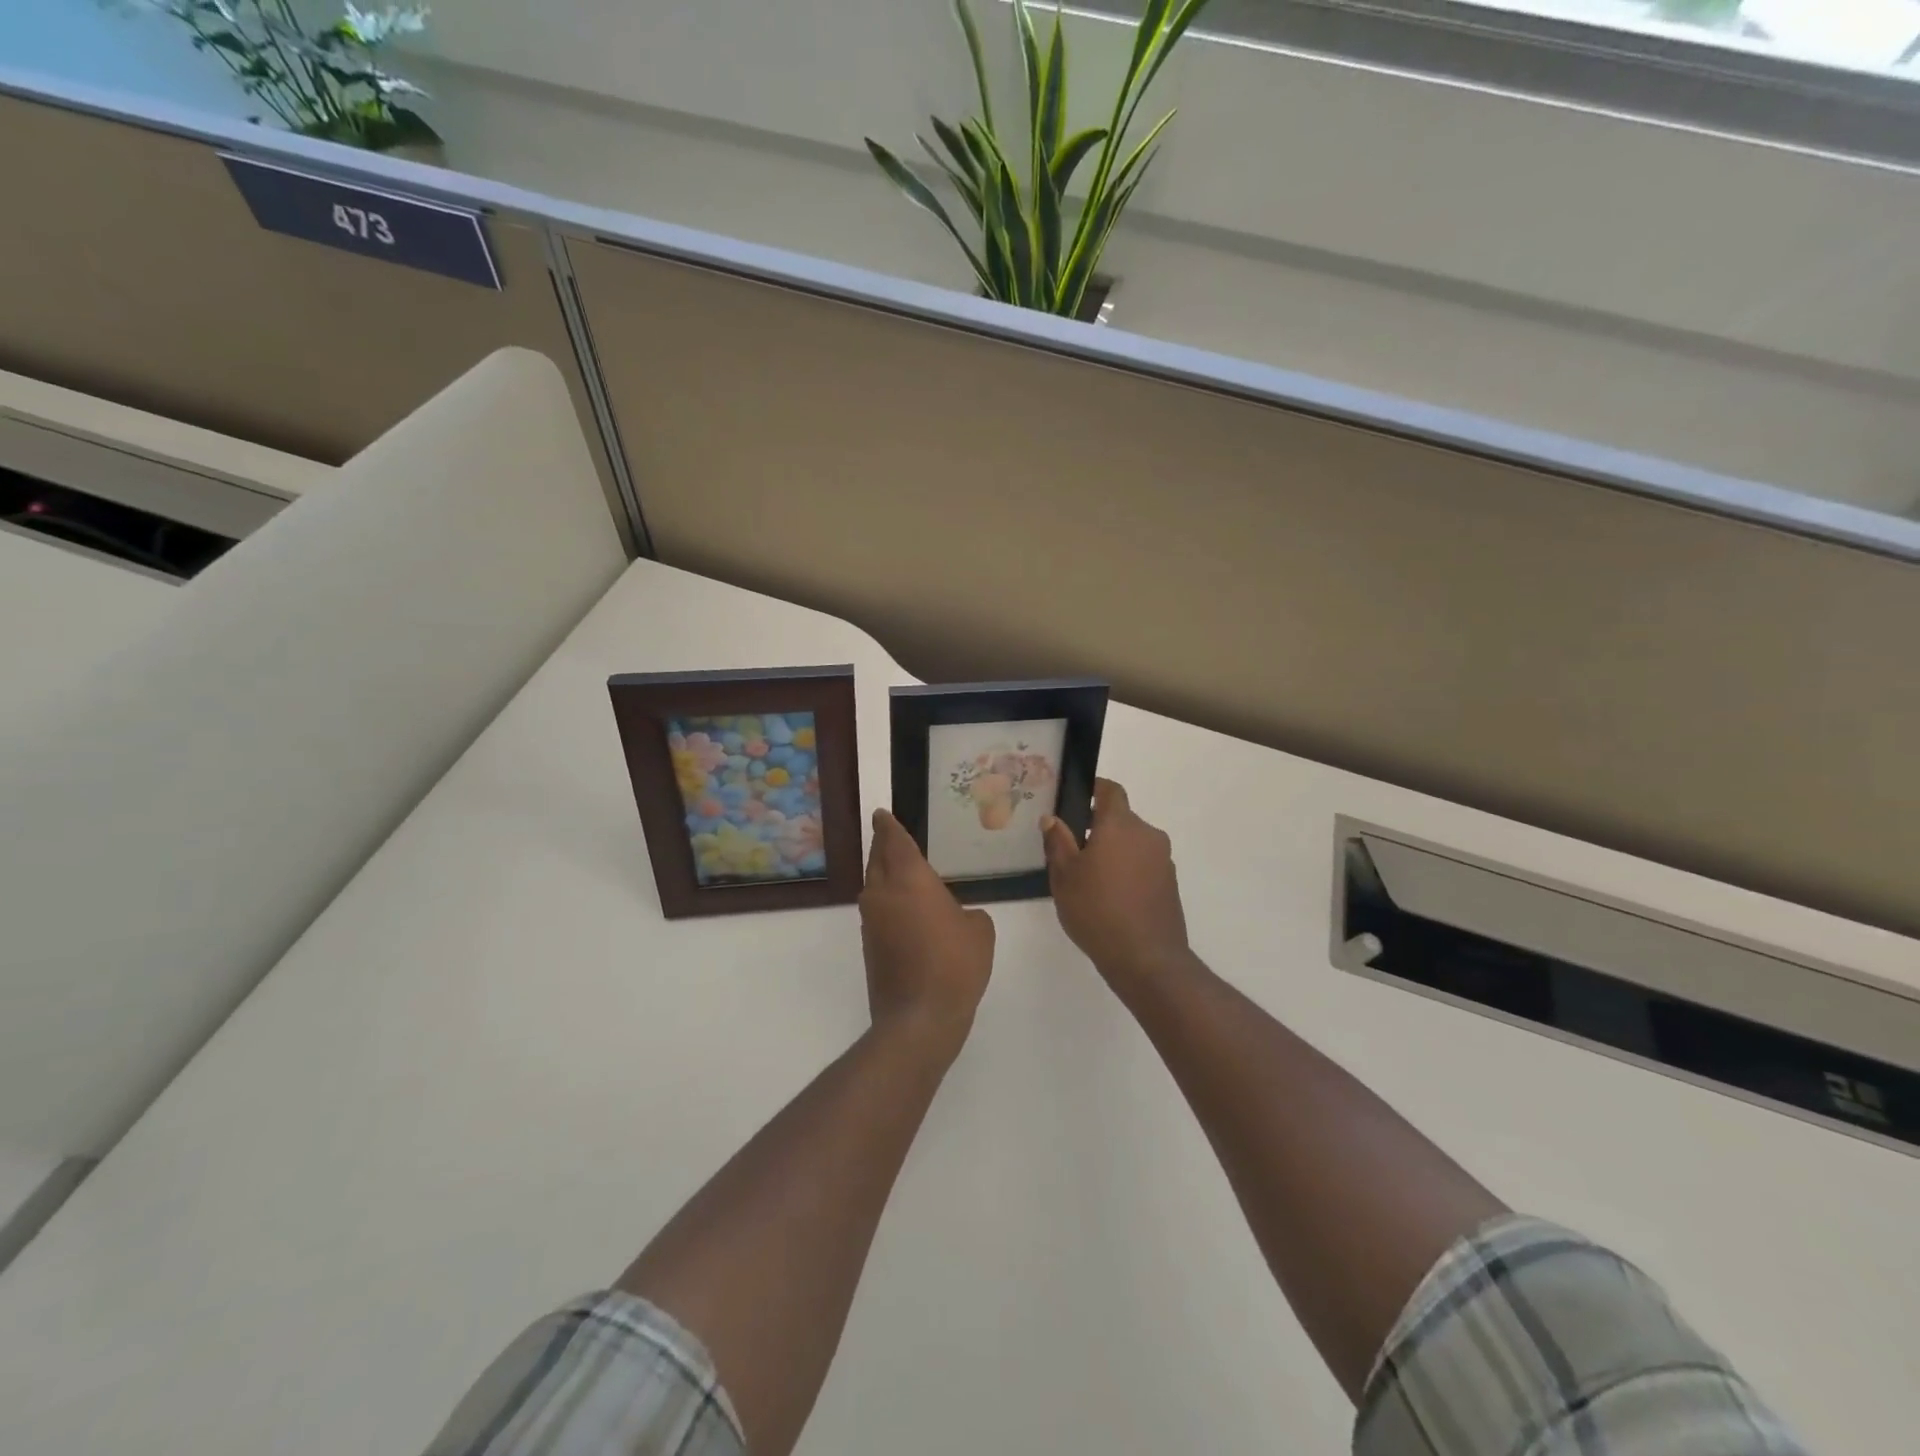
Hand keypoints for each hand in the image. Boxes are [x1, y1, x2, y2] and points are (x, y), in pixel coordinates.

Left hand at [859, 809, 994, 1054]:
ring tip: (899, 869)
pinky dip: (886, 900)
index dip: (888, 826)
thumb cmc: (955, 964)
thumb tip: (955, 917)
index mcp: (909, 879)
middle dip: (882, 844)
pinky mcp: (869, 944)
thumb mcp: (979, 931)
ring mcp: (871, 920)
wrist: (919, 1017)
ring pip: (873, 885)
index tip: (881, 814)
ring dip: (882, 873)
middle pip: (877, 859)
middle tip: (887, 833)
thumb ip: (968, 913)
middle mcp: (883, 893)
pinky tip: (904, 909)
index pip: (895, 842)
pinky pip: (877, 909)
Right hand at [1042, 779, 1192, 995]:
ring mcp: (1163, 859)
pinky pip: (1144, 864)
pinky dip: (1128, 869)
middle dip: (1098, 828)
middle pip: (1121, 819)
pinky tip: (1111, 896)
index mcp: (1120, 825)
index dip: (1094, 789)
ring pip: (1132, 843)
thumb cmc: (1097, 910)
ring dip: (1114, 850)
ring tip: (1090, 877)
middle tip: (1073, 849)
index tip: (1076, 799)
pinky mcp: (1170, 883)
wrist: (1146, 958)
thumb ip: (1058, 842)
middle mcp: (1147, 834)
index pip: (1110, 790)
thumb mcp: (1064, 876)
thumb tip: (1052, 819)